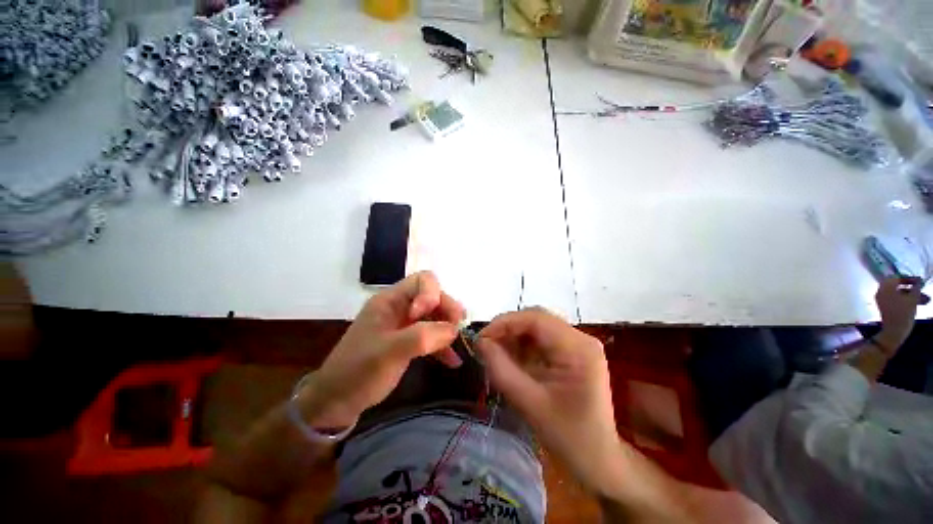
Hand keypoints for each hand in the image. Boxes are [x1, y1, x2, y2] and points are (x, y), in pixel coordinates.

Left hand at [297, 272, 464, 428]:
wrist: (336, 402)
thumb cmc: (359, 371)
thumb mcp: (390, 352)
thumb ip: (423, 336)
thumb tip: (453, 330)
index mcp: (390, 301)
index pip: (422, 280)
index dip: (432, 295)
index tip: (430, 318)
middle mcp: (399, 308)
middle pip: (432, 296)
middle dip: (447, 310)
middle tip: (457, 329)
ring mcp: (403, 325)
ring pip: (434, 316)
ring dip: (448, 327)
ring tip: (459, 343)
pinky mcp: (407, 342)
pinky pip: (430, 335)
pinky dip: (442, 345)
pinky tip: (453, 360)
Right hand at [476, 308, 622, 491]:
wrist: (598, 461)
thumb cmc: (568, 437)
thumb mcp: (529, 403)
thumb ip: (501, 369)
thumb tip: (480, 342)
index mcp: (578, 348)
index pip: (536, 319)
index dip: (505, 323)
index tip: (482, 337)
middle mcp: (581, 339)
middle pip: (537, 319)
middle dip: (508, 329)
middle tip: (486, 345)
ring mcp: (578, 344)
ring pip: (537, 327)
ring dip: (514, 337)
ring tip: (496, 354)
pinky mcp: (572, 353)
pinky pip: (541, 339)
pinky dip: (523, 346)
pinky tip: (512, 360)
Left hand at [875, 276, 928, 355]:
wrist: (894, 332)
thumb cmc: (903, 313)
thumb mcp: (913, 299)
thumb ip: (916, 287)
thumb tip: (920, 280)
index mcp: (885, 287)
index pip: (896, 277)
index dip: (909, 278)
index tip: (920, 281)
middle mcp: (881, 291)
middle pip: (899, 286)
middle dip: (913, 288)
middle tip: (924, 289)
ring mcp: (883, 300)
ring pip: (900, 294)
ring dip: (914, 295)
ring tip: (927, 300)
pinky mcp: (887, 307)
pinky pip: (898, 300)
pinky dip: (908, 301)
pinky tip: (921, 304)